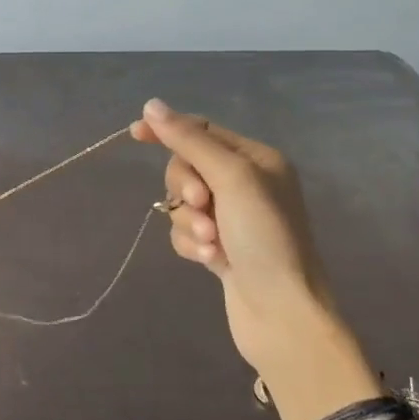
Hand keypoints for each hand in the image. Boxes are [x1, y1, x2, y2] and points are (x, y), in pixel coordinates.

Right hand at [131, 99, 335, 378]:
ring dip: (189, 221)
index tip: (135, 134)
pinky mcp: (220, 248)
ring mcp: (233, 218)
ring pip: (182, 203)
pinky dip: (191, 243)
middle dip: (186, 188)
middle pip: (187, 167)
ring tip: (210, 243)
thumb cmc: (265, 238)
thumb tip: (152, 105)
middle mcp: (246, 184)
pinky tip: (210, 261)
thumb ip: (189, 140)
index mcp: (256, 159)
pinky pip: (186, 231)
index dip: (169, 130)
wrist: (283, 314)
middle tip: (203, 205)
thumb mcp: (230, 178)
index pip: (202, 130)